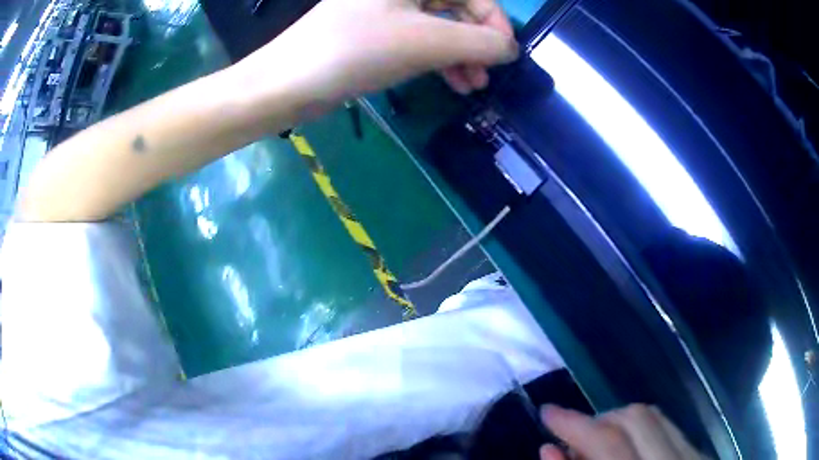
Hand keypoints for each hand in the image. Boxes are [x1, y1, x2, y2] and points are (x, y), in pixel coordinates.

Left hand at [234, 0, 518, 108]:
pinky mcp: (376, 32)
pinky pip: (419, 39)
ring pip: (440, 25)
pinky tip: (449, 81)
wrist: (288, 83)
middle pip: (457, 7)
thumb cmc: (355, 51)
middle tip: (486, 76)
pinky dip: (437, 59)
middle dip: (476, 42)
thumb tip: (510, 49)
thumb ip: (479, 42)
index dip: (495, 21)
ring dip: (460, 55)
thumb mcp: (426, 42)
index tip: (505, 55)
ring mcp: (386, 9)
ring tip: (471, 86)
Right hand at [540, 404, 705, 459]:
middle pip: (636, 417)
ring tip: (597, 445)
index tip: (547, 413)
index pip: (608, 441)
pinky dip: (640, 432)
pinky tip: (627, 452)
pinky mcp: (700, 455)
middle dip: (598, 420)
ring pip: (654, 417)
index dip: (573, 423)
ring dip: (619, 423)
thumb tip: (547, 450)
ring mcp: (693, 456)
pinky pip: (668, 427)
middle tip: (573, 438)